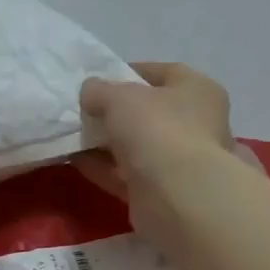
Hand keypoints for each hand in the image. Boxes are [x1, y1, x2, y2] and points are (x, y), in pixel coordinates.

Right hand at [75, 61, 237, 200]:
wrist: (176, 195)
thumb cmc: (156, 129)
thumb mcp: (120, 97)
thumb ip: (100, 90)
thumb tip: (90, 92)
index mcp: (197, 90)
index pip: (161, 73)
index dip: (128, 73)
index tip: (98, 81)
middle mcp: (195, 124)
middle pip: (148, 113)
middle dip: (114, 113)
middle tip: (83, 112)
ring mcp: (179, 161)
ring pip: (136, 146)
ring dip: (106, 143)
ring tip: (73, 136)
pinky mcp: (161, 192)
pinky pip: (126, 174)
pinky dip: (103, 168)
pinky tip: (75, 161)